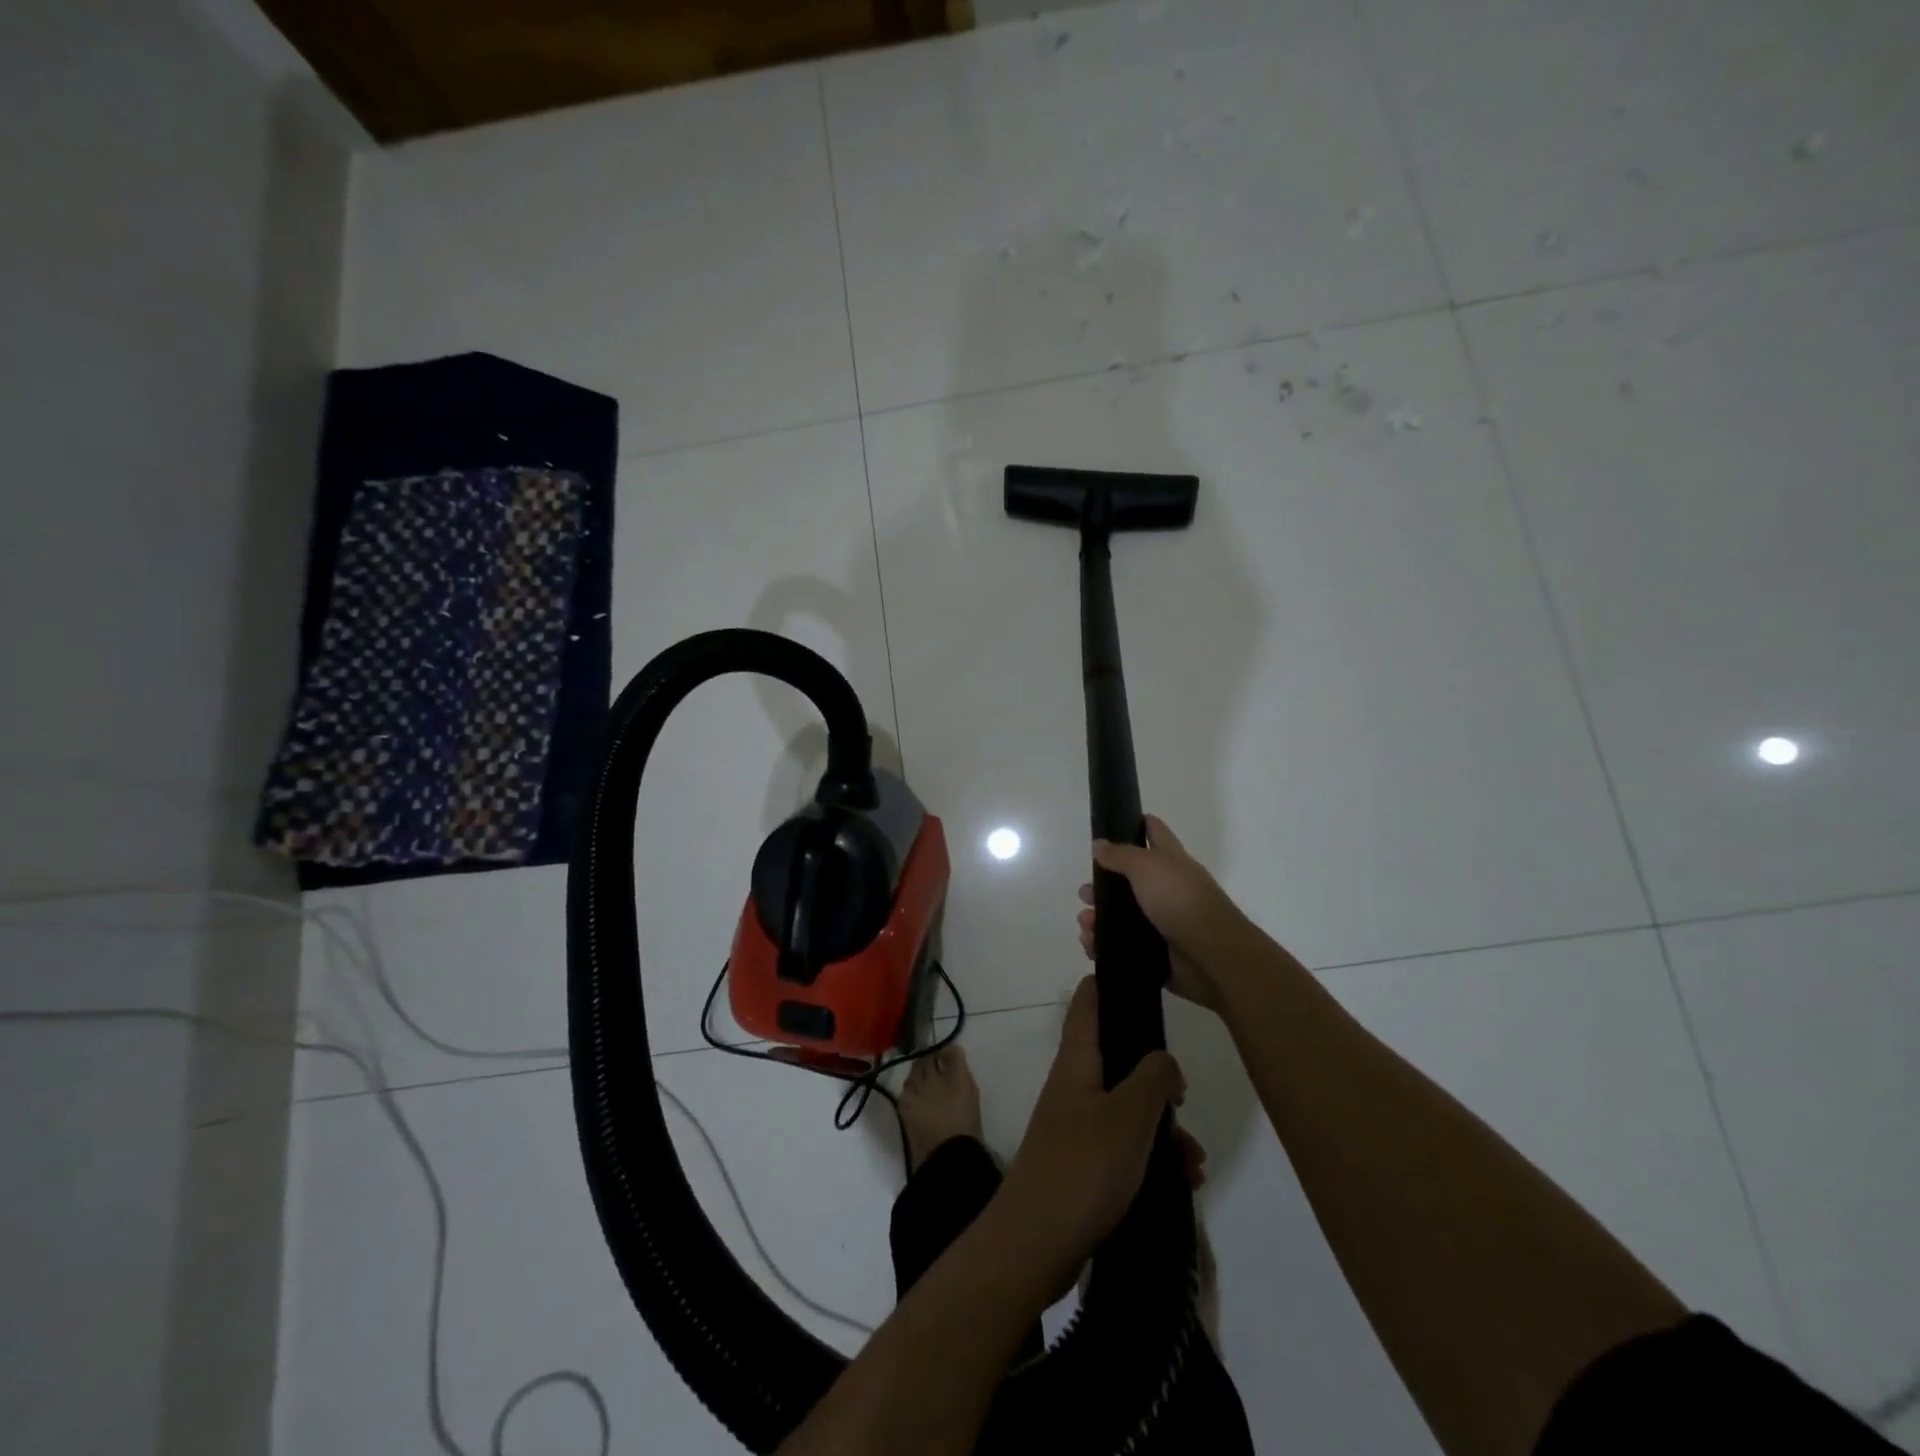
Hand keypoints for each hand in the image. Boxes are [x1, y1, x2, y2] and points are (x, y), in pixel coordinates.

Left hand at [995, 978, 1185, 1287]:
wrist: (1035, 1243)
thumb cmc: (1082, 1167)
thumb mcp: (1129, 1116)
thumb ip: (1153, 1077)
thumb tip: (1163, 1059)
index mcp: (1077, 1060)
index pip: (1088, 1001)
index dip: (1112, 983)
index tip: (1145, 982)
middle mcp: (1074, 1083)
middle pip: (1118, 1057)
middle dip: (1157, 1076)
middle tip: (1184, 1100)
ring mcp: (1076, 1122)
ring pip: (1127, 1106)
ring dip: (1162, 1126)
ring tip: (1192, 1159)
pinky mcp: (1083, 1160)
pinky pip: (1124, 1143)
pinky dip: (1152, 1155)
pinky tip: (1181, 1180)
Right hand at [1077, 814, 1249, 1011]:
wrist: (1210, 956)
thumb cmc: (1180, 900)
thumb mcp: (1146, 866)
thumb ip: (1120, 854)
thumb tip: (1098, 844)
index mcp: (1169, 860)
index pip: (1152, 831)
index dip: (1133, 824)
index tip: (1107, 827)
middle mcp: (1166, 888)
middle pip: (1128, 879)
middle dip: (1102, 885)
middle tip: (1084, 894)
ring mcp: (1161, 921)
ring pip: (1121, 915)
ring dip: (1098, 918)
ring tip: (1086, 925)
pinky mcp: (1155, 951)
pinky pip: (1122, 945)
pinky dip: (1103, 944)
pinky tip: (1091, 944)